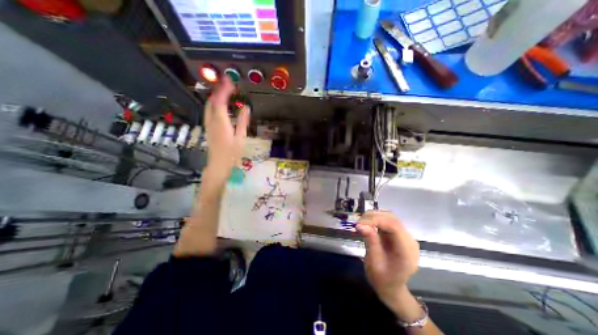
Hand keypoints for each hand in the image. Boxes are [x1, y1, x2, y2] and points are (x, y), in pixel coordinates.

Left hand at [203, 75, 250, 183]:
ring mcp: (208, 123)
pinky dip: (214, 103)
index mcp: (221, 122)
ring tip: (225, 91)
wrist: (219, 163)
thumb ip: (242, 121)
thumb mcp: (240, 137)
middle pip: (212, 100)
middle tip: (227, 83)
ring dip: (216, 96)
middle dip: (218, 90)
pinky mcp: (208, 126)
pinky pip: (209, 110)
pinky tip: (221, 104)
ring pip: (209, 105)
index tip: (230, 81)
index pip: (220, 101)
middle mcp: (212, 120)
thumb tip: (246, 108)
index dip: (224, 89)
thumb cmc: (232, 152)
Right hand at [355, 213, 419, 309]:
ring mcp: (405, 237)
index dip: (376, 220)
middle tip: (358, 223)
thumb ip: (370, 242)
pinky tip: (367, 223)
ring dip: (374, 216)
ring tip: (361, 222)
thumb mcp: (374, 263)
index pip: (394, 226)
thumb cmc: (382, 279)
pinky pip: (388, 221)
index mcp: (406, 251)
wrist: (391, 288)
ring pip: (390, 217)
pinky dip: (376, 219)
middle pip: (392, 219)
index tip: (359, 223)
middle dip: (373, 217)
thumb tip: (360, 224)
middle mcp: (409, 241)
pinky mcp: (398, 234)